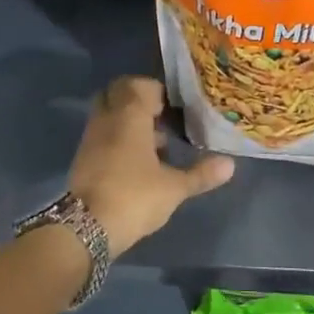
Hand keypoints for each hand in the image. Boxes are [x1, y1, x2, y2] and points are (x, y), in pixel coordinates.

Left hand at [69, 76, 234, 257]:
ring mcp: (91, 137)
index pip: (140, 85)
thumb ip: (201, 174)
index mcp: (129, 115)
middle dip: (139, 101)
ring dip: (129, 121)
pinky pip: (102, 134)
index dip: (157, 91)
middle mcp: (107, 118)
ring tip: (157, 144)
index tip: (175, 107)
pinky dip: (118, 138)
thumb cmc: (135, 197)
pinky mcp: (83, 157)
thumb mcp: (174, 188)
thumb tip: (230, 164)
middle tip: (162, 118)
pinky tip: (138, 163)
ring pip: (109, 115)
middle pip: (119, 94)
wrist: (87, 228)